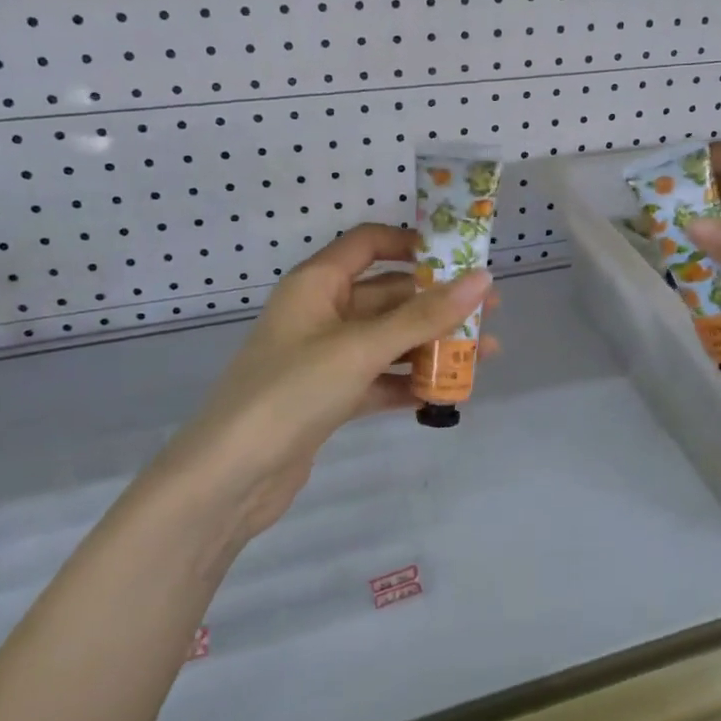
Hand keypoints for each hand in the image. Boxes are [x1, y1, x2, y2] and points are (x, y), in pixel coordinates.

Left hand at [156, 223, 494, 549]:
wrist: (231, 477)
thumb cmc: (291, 391)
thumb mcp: (361, 347)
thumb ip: (423, 316)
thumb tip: (482, 279)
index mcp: (318, 283)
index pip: (369, 243)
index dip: (413, 243)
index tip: (461, 256)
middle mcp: (322, 312)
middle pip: (388, 295)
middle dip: (437, 304)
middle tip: (490, 314)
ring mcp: (325, 357)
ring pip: (389, 340)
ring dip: (431, 346)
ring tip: (483, 356)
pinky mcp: (330, 396)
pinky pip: (379, 377)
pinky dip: (409, 382)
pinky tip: (447, 394)